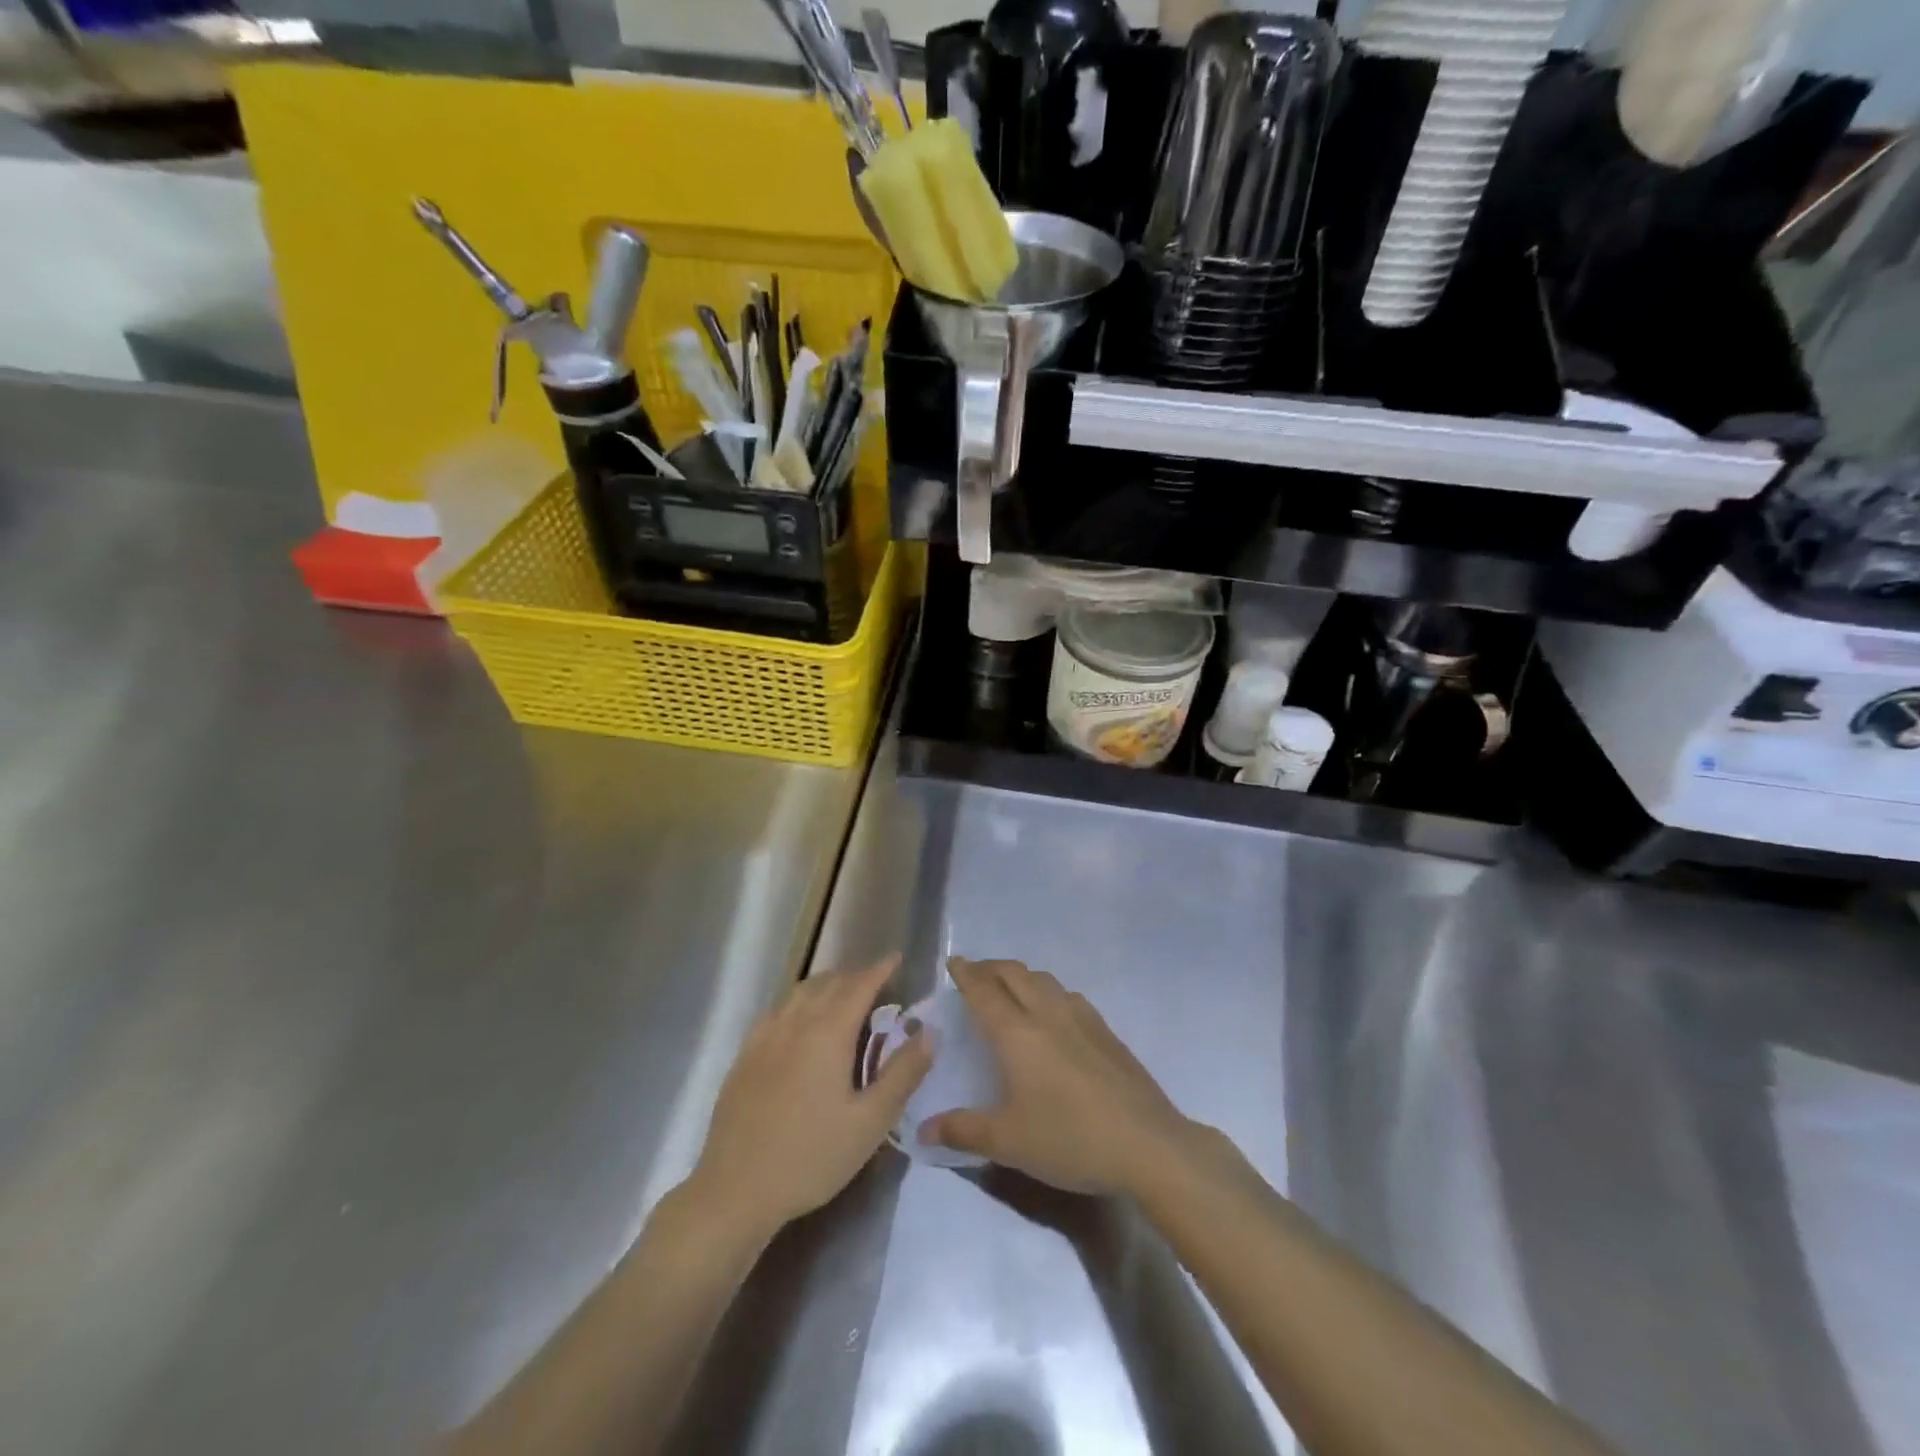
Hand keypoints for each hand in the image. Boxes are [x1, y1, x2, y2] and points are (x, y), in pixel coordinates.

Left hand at [689, 954, 931, 1241]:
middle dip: (855, 975)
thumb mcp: (870, 1123)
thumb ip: (902, 1074)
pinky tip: (800, 1021)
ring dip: (826, 984)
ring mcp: (765, 1038)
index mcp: (828, 1034)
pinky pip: (777, 1010)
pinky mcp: (745, 1056)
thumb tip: (929, 1032)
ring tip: (843, 994)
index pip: (859, 986)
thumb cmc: (811, 1158)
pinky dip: (798, 1001)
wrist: (735, 1190)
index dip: (880, 970)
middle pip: (829, 983)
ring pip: (800, 993)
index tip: (896, 958)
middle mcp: (795, 1023)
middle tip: (877, 982)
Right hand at [918, 958, 1195, 1195]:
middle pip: (1015, 974)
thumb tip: (925, 1130)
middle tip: (974, 973)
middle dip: (990, 967)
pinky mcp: (1106, 1031)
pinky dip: (1048, 991)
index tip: (952, 961)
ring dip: (1021, 976)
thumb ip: (963, 1130)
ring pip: (1044, 980)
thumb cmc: (1069, 1139)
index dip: (965, 974)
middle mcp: (1047, 1014)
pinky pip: (1068, 995)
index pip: (984, 991)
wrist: (1147, 1144)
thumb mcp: (1009, 1142)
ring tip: (1010, 989)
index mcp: (1017, 1033)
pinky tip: (1053, 1014)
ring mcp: (1082, 1018)